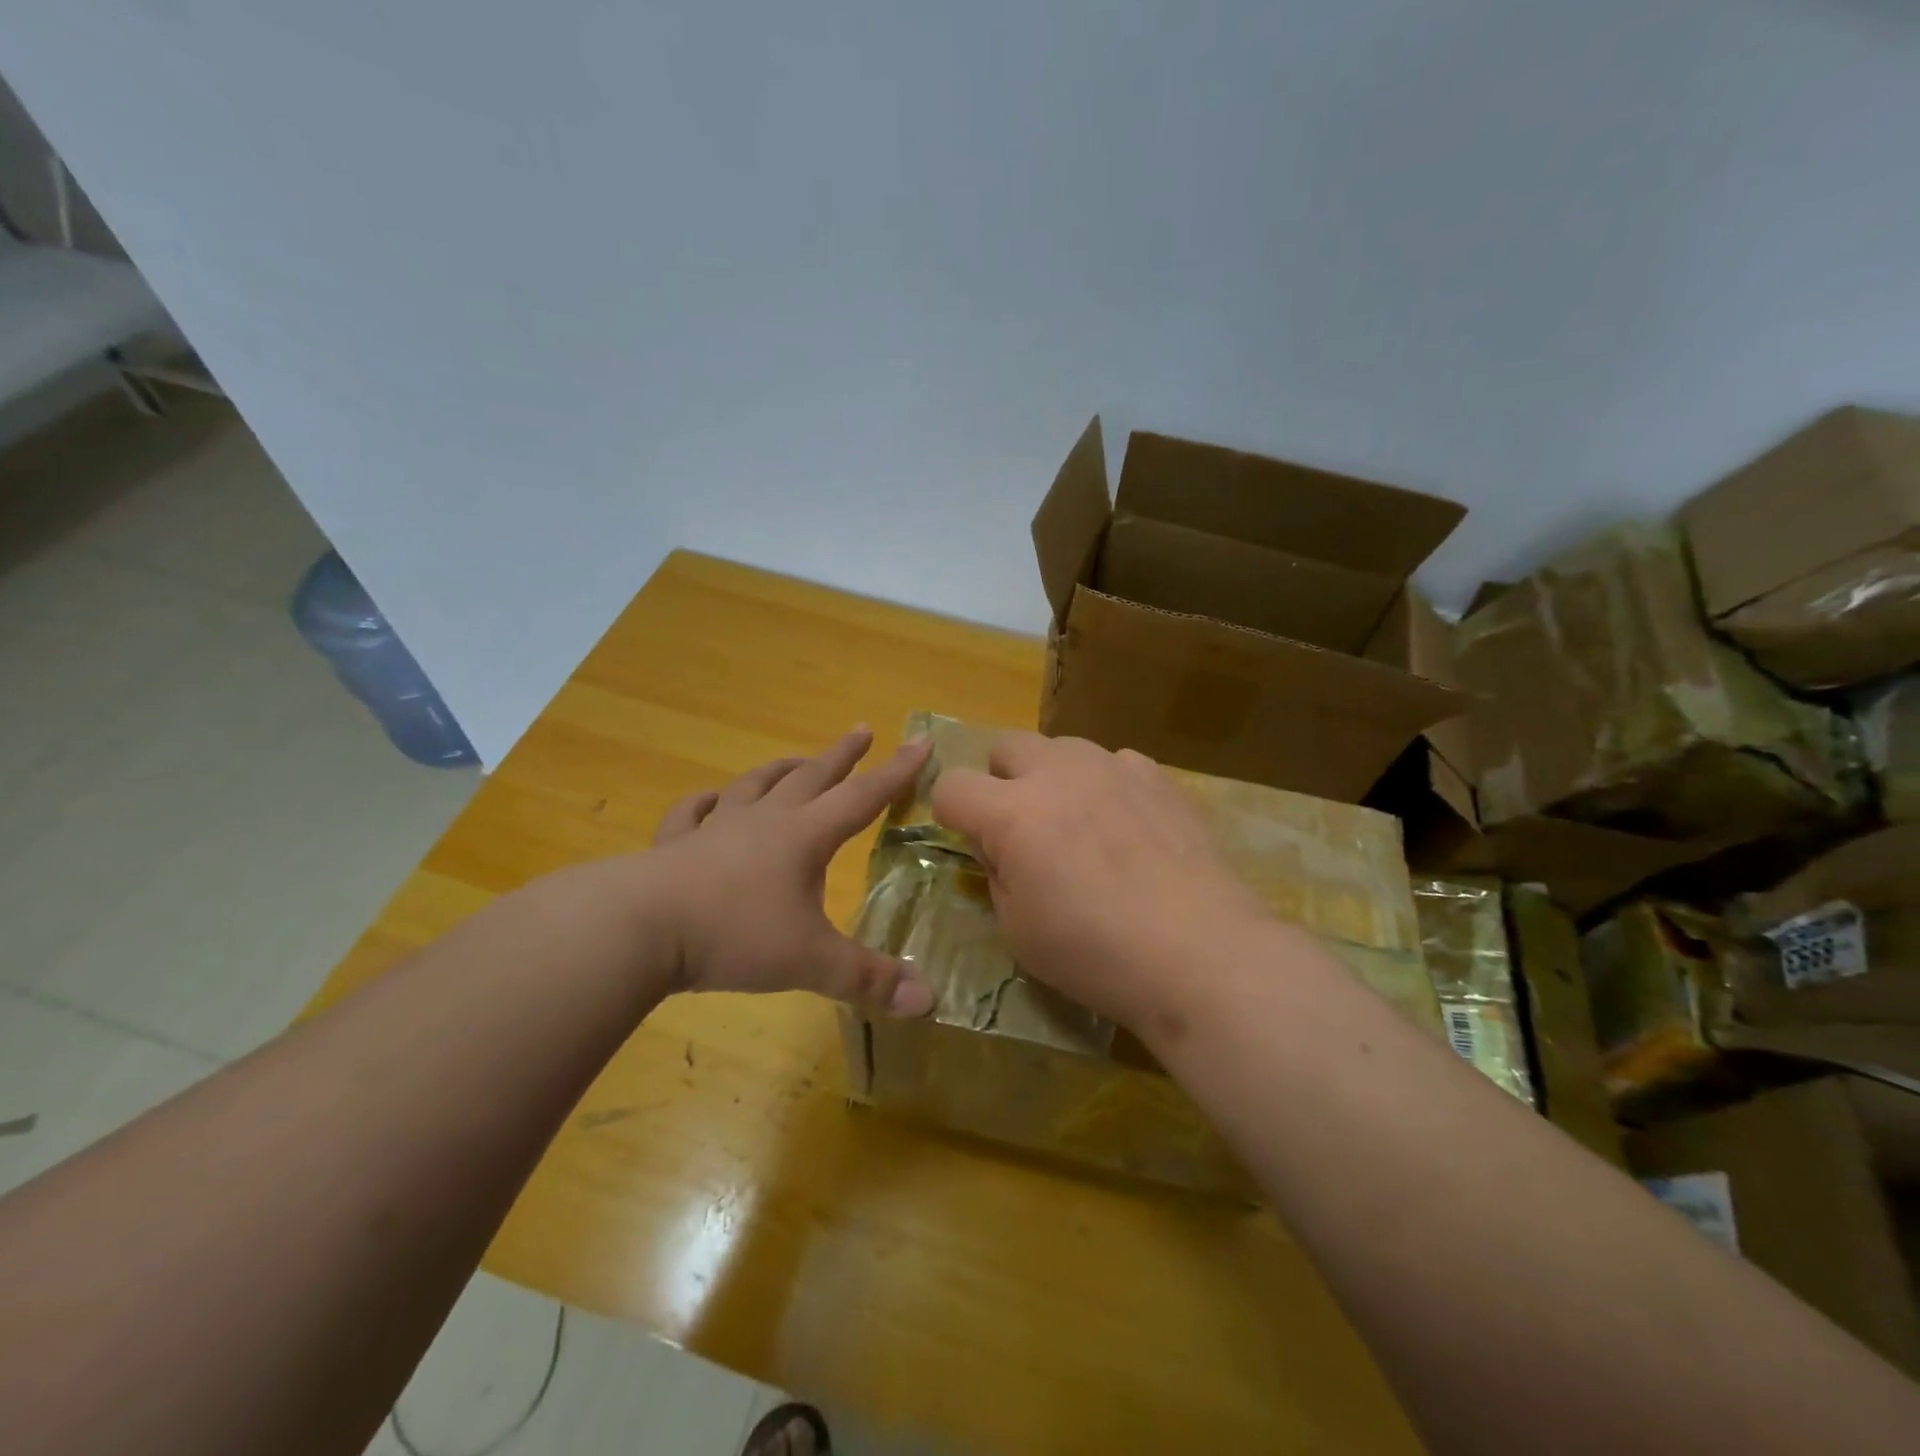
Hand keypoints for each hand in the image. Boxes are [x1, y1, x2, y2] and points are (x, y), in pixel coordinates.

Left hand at [647, 727, 935, 1015]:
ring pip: (755, 786)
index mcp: (804, 838)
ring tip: (796, 759)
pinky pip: (692, 814)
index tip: (920, 740)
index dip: (896, 771)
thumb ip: (869, 979)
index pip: (863, 797)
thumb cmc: (734, 935)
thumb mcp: (810, 961)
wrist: (640, 928)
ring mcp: (716, 829)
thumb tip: (929, 1000)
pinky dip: (704, 803)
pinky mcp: (674, 846)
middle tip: (860, 730)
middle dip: (841, 756)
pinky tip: (708, 799)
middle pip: (811, 778)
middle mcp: (764, 822)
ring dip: (780, 771)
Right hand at [931, 732, 1273, 1040]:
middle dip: (1000, 780)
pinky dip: (1106, 785)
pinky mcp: (1157, 776)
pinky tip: (1129, 827)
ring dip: (1053, 777)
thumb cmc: (1096, 953)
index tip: (971, 841)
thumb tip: (998, 848)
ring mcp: (1113, 767)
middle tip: (1023, 828)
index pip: (952, 785)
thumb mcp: (1018, 931)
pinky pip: (1114, 762)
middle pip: (1006, 746)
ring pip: (1061, 747)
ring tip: (1080, 824)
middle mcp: (1059, 774)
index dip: (951, 813)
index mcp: (1014, 814)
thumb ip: (997, 874)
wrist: (1199, 952)